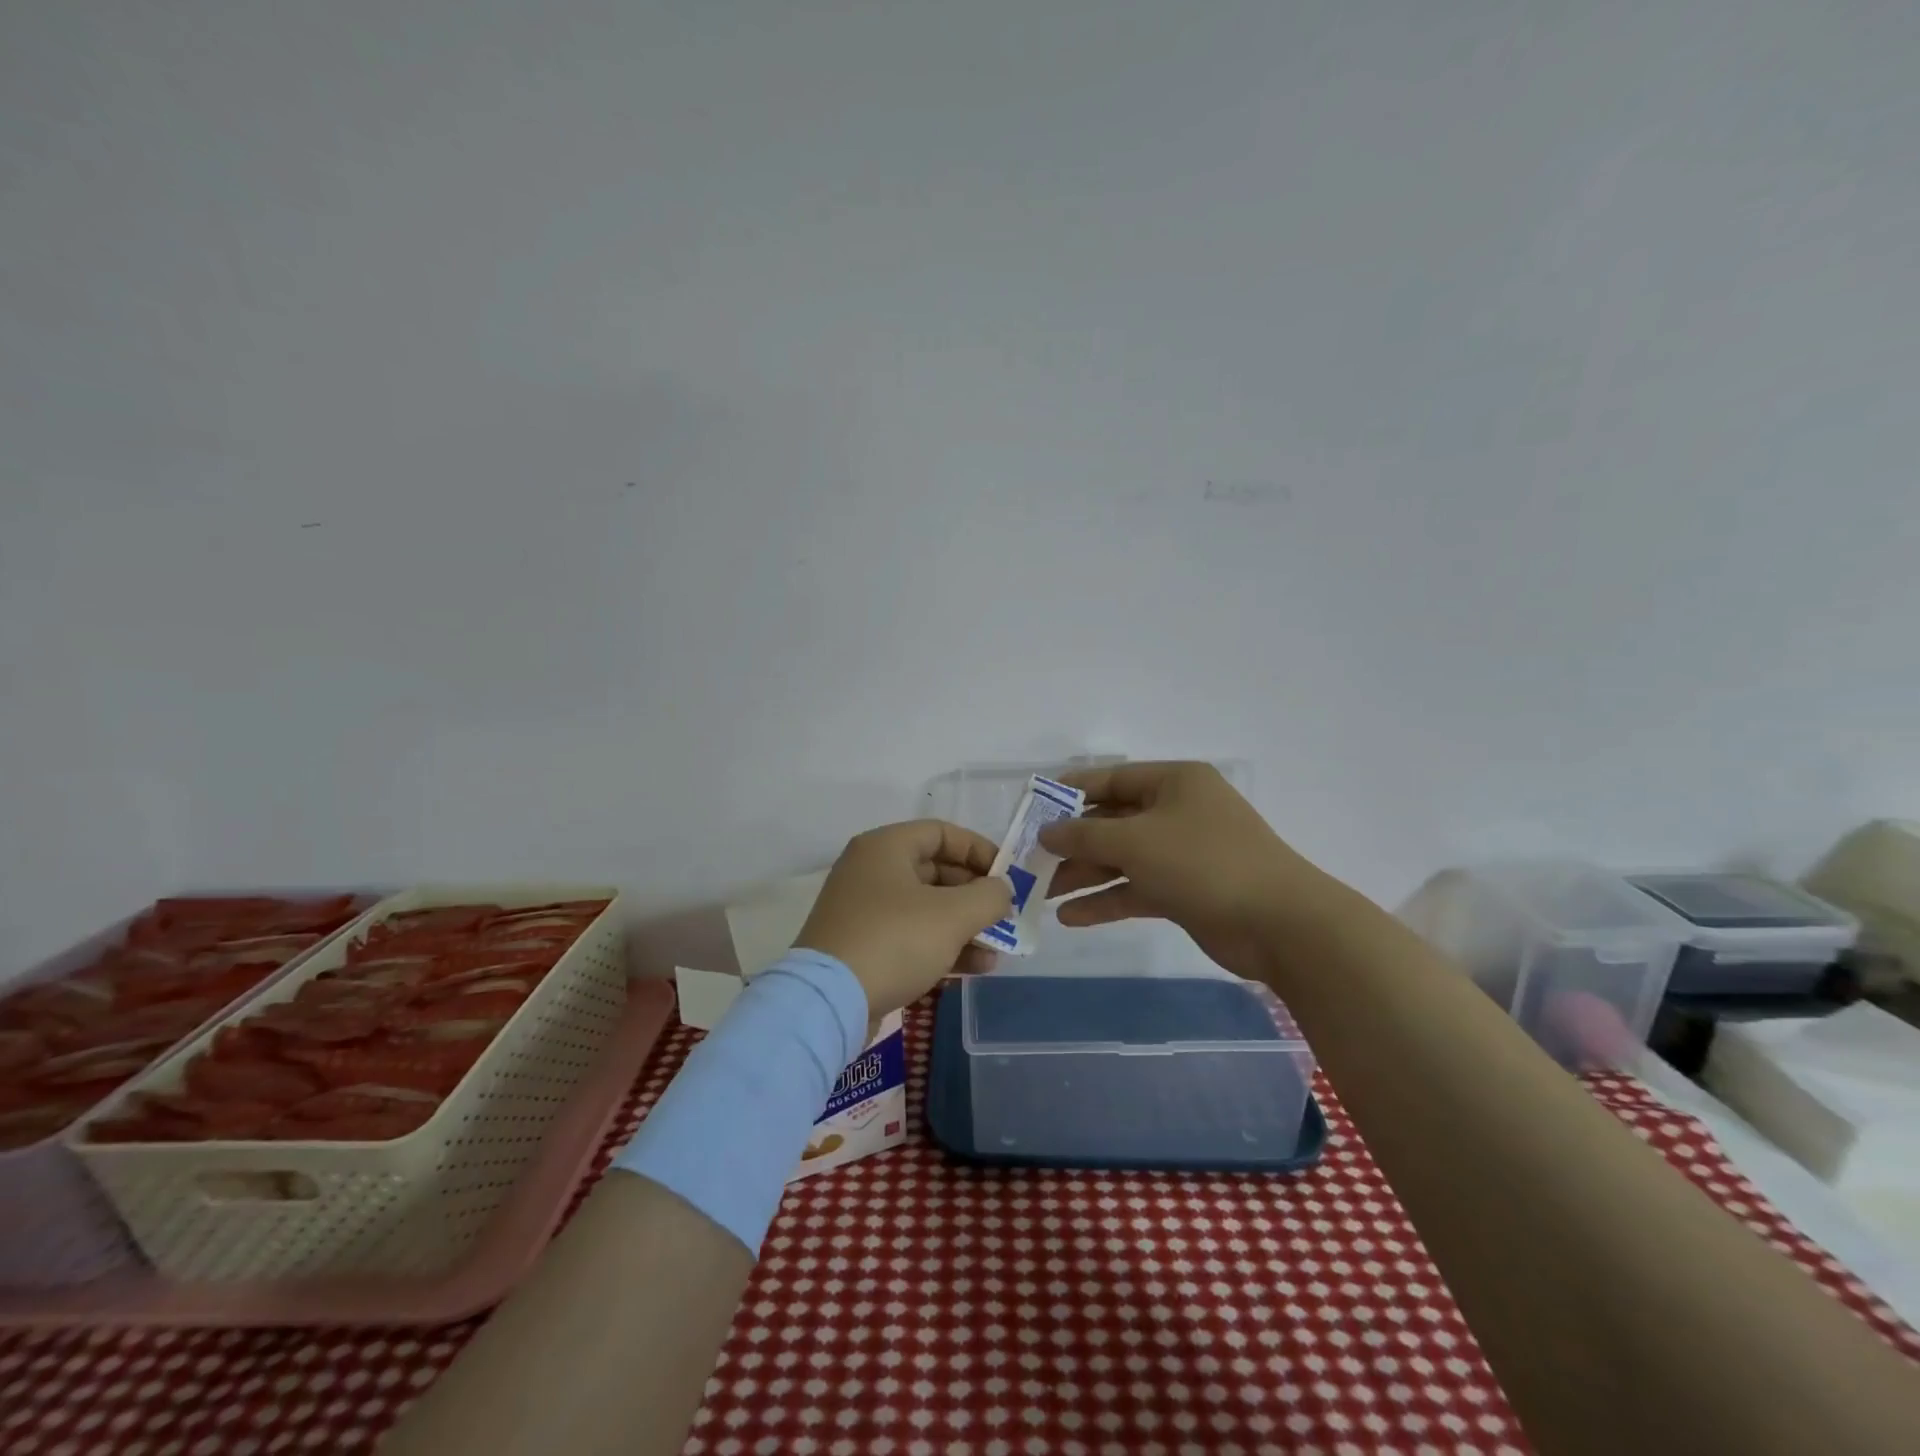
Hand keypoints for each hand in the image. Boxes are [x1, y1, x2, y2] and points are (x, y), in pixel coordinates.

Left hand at [795, 820, 1013, 1019]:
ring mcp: (864, 911)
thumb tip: (1001, 891)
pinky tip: (976, 968)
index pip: (942, 833)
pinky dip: (942, 946)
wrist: (828, 1002)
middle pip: (935, 871)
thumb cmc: (894, 940)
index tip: (1007, 875)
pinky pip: (911, 936)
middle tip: (1005, 915)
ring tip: (998, 949)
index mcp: (885, 847)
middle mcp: (870, 871)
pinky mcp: (862, 946)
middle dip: (975, 895)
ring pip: (926, 908)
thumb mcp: (953, 915)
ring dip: (965, 926)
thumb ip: (988, 896)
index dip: (979, 850)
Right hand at [1039, 761, 1334, 981]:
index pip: (1111, 780)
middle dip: (1073, 843)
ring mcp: (1183, 853)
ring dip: (1084, 875)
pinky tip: (1071, 917)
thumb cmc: (1203, 863)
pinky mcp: (1186, 890)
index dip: (1069, 793)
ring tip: (1042, 895)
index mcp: (1173, 782)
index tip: (1032, 809)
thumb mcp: (1135, 841)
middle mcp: (1178, 811)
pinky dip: (1107, 900)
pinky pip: (1137, 888)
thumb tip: (1046, 832)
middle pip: (1113, 822)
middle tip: (1031, 861)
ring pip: (1122, 858)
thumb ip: (1084, 834)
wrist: (1279, 924)